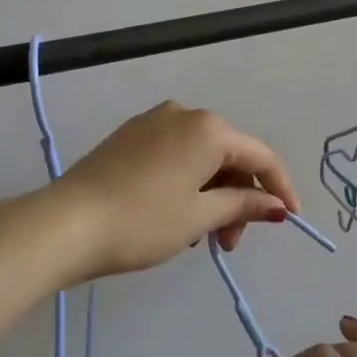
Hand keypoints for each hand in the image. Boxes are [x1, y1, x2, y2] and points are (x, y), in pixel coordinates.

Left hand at [52, 102, 301, 281]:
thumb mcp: (199, 216)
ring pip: (201, 156)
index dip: (280, 188)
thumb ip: (243, 205)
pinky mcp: (130, 136)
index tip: (290, 219)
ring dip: (212, 194)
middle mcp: (185, 114)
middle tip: (229, 242)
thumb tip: (277, 206)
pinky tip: (178, 215)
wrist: (66, 223)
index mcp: (209, 128)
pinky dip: (188, 183)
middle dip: (238, 197)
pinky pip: (175, 154)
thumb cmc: (143, 221)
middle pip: (230, 154)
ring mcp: (154, 121)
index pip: (260, 156)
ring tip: (200, 237)